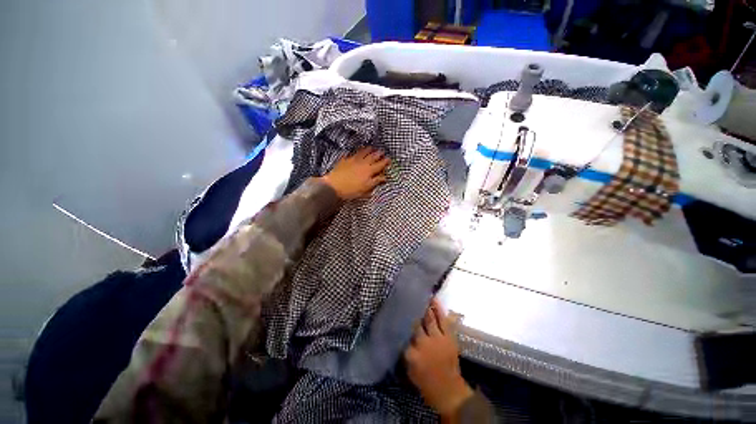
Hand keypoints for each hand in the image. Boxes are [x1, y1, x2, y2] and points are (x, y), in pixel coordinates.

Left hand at [320, 147, 389, 199]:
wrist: (334, 186)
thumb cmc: (351, 190)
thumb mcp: (366, 188)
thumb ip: (376, 182)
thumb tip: (384, 178)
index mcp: (369, 171)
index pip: (379, 165)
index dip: (385, 162)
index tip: (389, 159)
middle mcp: (362, 163)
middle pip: (372, 157)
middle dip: (378, 154)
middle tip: (382, 151)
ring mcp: (353, 161)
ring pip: (362, 153)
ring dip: (367, 150)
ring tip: (371, 148)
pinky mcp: (344, 161)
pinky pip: (350, 155)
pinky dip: (354, 153)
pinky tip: (353, 152)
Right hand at [404, 299, 472, 418]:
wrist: (449, 391)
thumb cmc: (426, 383)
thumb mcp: (409, 370)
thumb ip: (403, 351)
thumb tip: (398, 334)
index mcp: (412, 354)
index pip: (402, 333)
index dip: (398, 321)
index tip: (393, 310)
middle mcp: (424, 343)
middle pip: (415, 323)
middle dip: (410, 310)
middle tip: (404, 296)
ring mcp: (438, 339)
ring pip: (428, 318)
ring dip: (423, 306)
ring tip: (418, 293)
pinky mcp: (449, 337)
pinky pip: (443, 320)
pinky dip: (438, 309)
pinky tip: (433, 299)